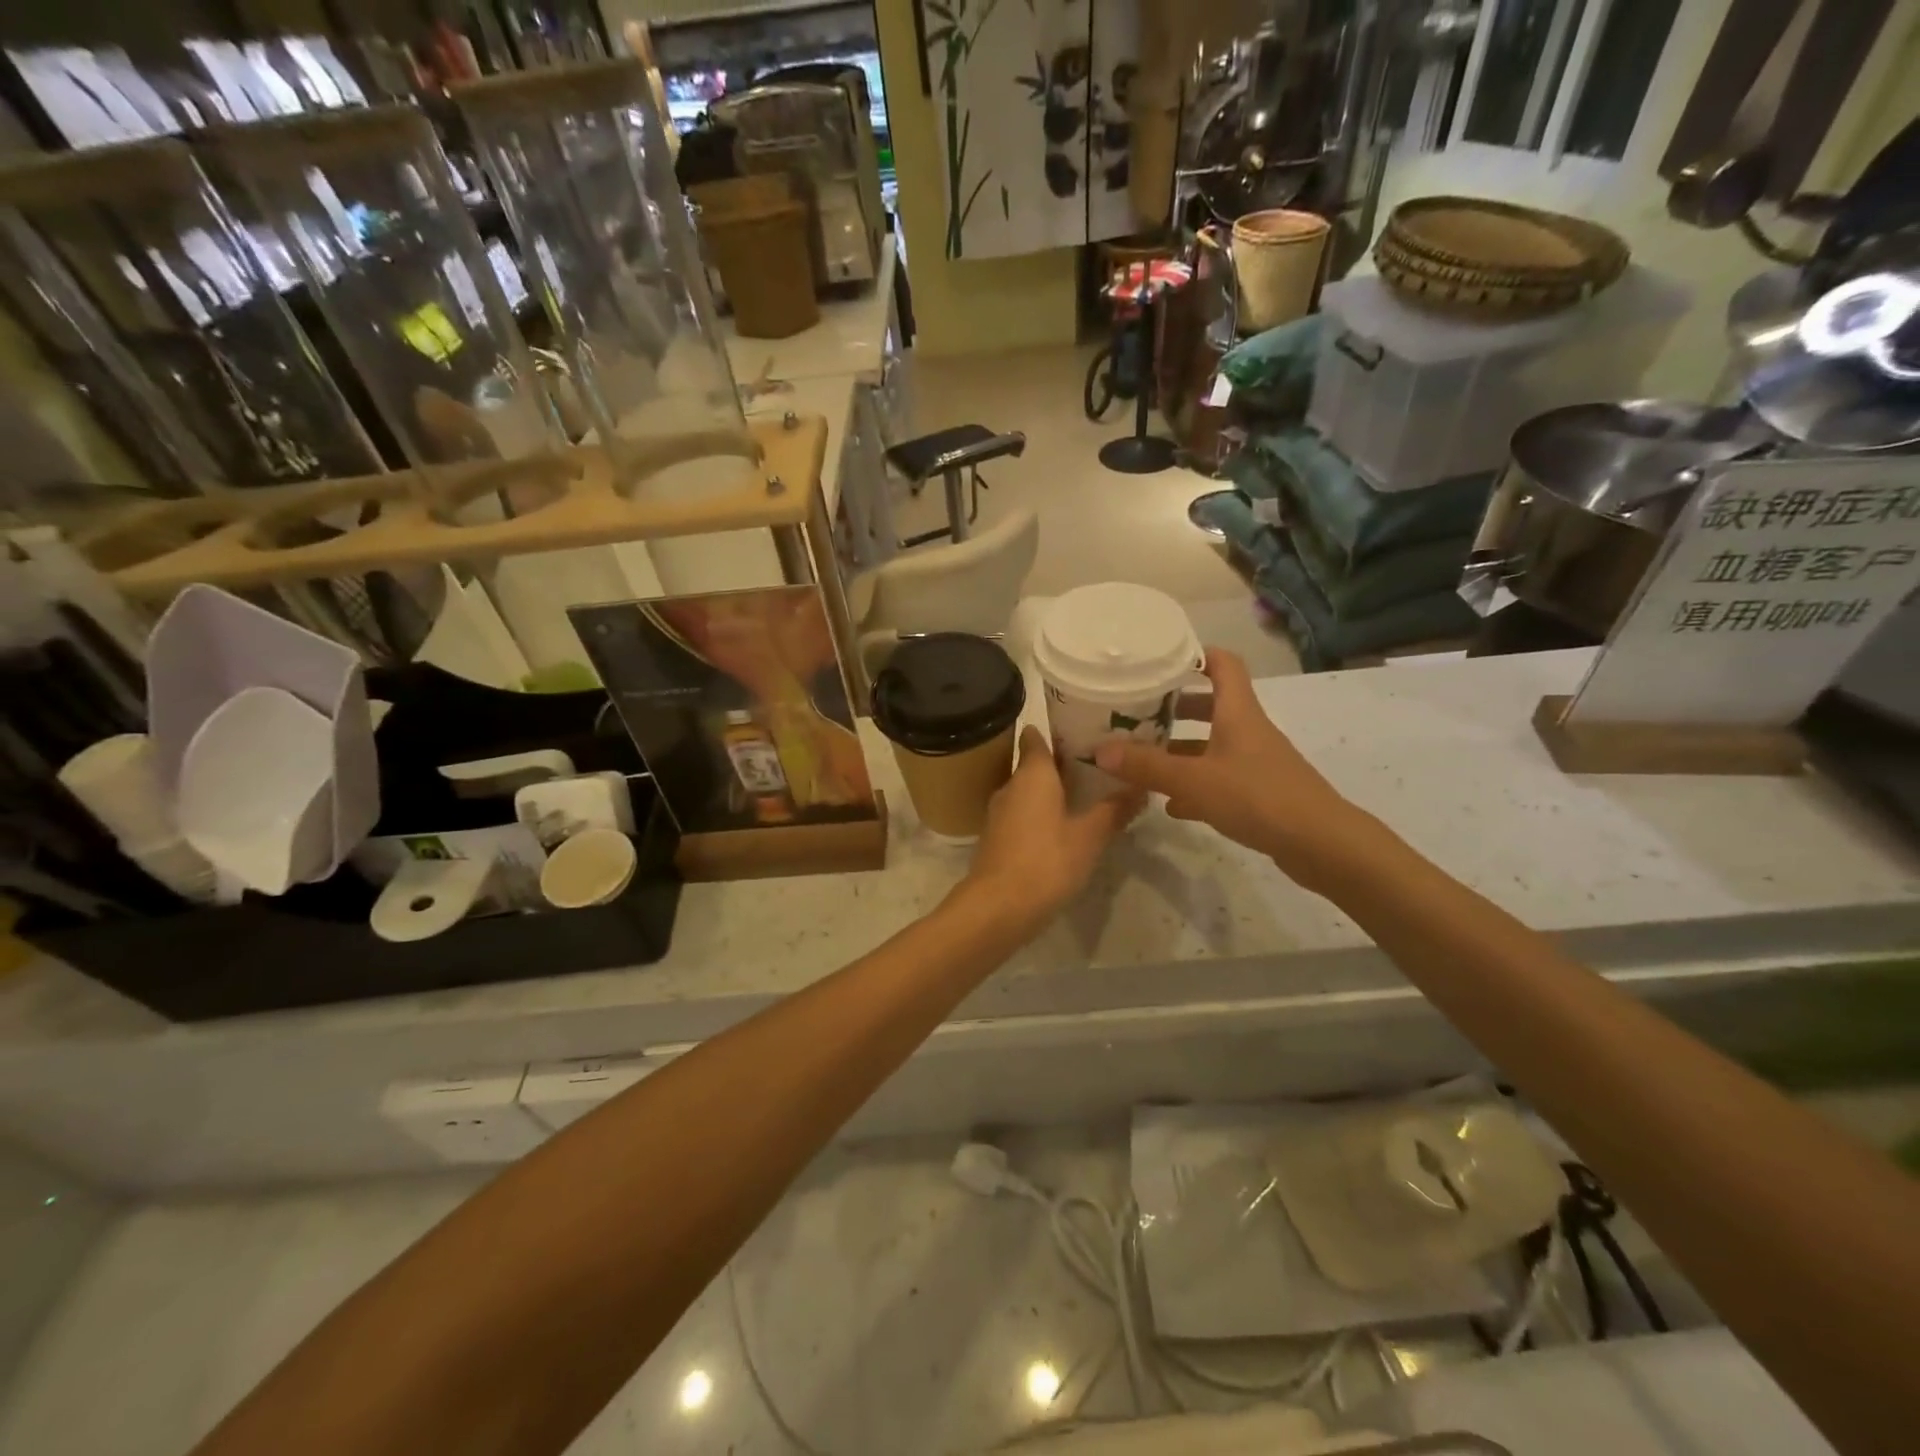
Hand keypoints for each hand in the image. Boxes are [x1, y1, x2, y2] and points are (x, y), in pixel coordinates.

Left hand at [962, 726, 1141, 930]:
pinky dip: (1041, 814)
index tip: (1081, 727)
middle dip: (1061, 763)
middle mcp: (1011, 785)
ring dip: (1052, 791)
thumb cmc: (1046, 861)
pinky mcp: (997, 838)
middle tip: (1097, 763)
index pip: (1036, 737)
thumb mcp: (1090, 836)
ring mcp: (999, 813)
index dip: (1056, 729)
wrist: (998, 907)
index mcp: (1032, 774)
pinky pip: (1022, 814)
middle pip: (1034, 764)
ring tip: (1086, 794)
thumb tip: (1141, 785)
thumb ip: (1114, 809)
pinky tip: (1063, 827)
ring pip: (1028, 791)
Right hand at [1093, 648, 1377, 890]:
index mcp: (1238, 712)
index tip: (1160, 657)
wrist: (1321, 844)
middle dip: (1175, 705)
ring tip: (1143, 757)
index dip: (1195, 654)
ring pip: (1212, 745)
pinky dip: (1194, 785)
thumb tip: (1100, 750)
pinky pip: (1219, 779)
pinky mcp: (1259, 793)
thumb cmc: (1257, 797)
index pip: (1223, 664)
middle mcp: (1248, 730)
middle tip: (1138, 710)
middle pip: (1212, 705)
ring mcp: (1256, 763)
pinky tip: (1170, 804)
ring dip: (1181, 748)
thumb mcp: (1194, 781)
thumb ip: (1147, 766)